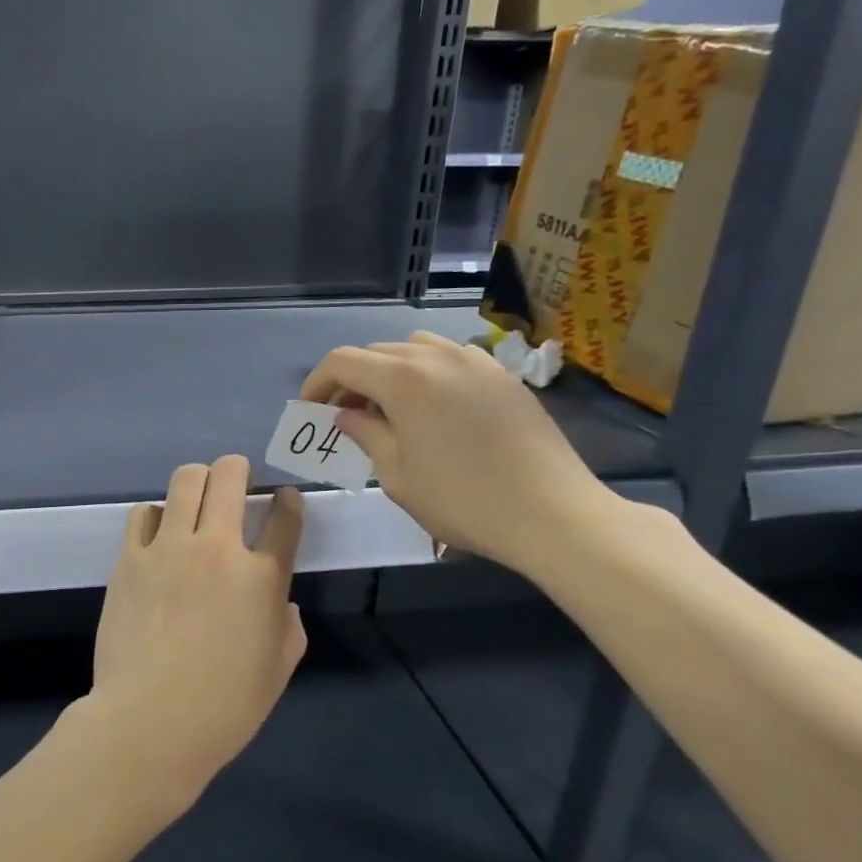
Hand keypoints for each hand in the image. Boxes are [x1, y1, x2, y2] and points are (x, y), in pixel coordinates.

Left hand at [87, 456, 305, 804]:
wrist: (151, 721)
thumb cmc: (224, 707)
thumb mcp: (277, 671)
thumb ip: (288, 628)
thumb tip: (281, 604)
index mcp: (262, 578)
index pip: (284, 518)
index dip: (289, 502)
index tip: (284, 500)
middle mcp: (218, 549)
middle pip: (230, 476)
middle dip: (238, 469)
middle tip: (237, 483)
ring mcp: (169, 549)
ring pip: (185, 480)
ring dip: (198, 481)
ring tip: (197, 497)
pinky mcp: (130, 558)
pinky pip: (142, 513)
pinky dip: (155, 515)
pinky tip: (158, 533)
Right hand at [300, 331, 623, 577]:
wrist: (551, 513)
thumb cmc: (462, 500)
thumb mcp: (396, 475)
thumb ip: (365, 435)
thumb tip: (347, 415)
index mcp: (404, 379)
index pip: (343, 362)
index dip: (317, 382)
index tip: (310, 411)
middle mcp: (437, 357)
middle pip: (377, 352)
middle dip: (352, 380)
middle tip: (345, 417)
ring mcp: (476, 362)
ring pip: (415, 348)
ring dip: (390, 371)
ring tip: (389, 408)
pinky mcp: (503, 376)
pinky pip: (451, 358)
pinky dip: (428, 373)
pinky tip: (434, 408)